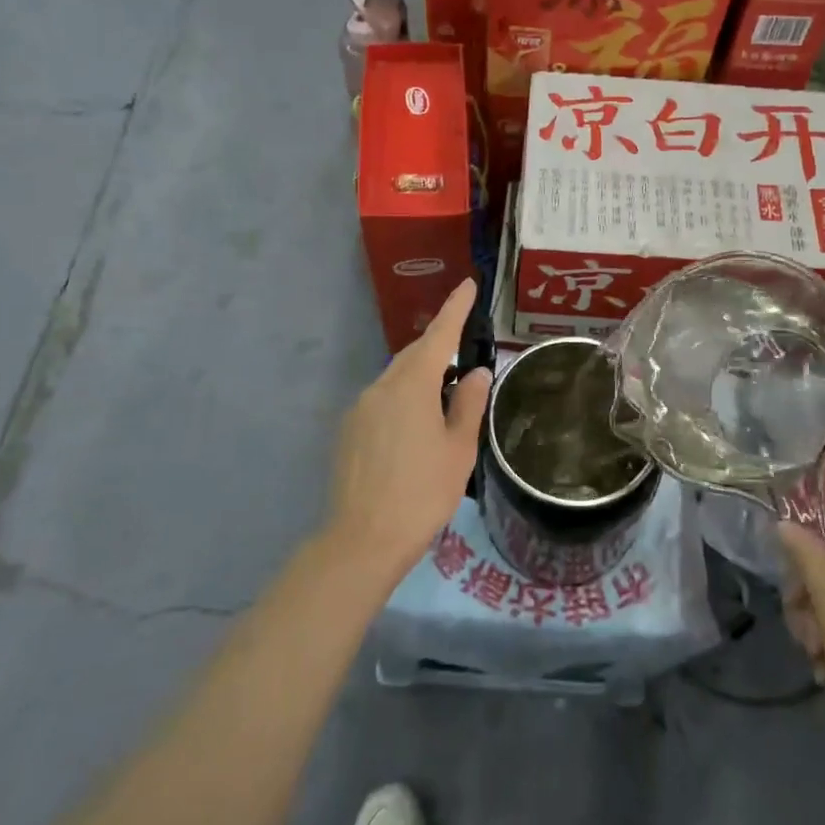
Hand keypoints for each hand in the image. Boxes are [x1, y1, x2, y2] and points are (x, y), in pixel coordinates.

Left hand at [326, 279, 492, 590]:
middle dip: (439, 346)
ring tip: (445, 399)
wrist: (362, 539)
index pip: (439, 334)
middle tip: (464, 353)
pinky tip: (415, 428)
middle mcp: (381, 386)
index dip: (456, 308)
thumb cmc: (422, 492)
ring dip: (421, 377)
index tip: (468, 284)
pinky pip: (382, 399)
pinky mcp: (348, 430)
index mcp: (412, 385)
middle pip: (414, 354)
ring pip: (396, 377)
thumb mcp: (458, 448)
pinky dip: (403, 399)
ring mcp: (360, 408)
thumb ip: (469, 403)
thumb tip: (476, 371)